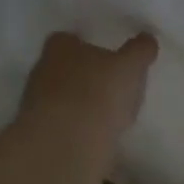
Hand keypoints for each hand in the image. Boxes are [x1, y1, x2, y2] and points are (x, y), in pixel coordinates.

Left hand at [17, 32, 156, 169]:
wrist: (66, 144)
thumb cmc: (98, 92)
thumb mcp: (130, 67)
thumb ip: (139, 51)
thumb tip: (147, 39)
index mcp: (60, 47)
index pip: (68, 39)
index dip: (87, 45)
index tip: (107, 56)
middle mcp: (42, 70)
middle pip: (64, 68)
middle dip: (84, 75)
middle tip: (111, 84)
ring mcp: (36, 104)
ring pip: (62, 97)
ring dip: (81, 103)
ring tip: (109, 114)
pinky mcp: (40, 133)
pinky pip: (63, 124)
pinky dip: (78, 127)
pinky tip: (98, 136)